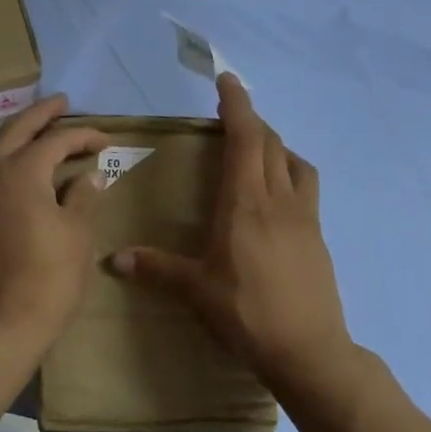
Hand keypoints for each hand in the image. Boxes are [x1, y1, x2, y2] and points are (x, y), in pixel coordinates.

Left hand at [0, 94, 107, 344]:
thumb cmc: (50, 276)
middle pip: (15, 130)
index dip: (83, 135)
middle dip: (41, 114)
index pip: (55, 140)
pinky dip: (14, 161)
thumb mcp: (78, 232)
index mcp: (19, 172)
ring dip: (24, 136)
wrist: (6, 322)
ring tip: (48, 130)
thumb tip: (88, 176)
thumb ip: (84, 195)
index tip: (106, 140)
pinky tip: (33, 169)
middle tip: (63, 102)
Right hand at [109, 74, 351, 387]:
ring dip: (276, 145)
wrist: (308, 350)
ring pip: (294, 163)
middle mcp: (279, 201)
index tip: (227, 80)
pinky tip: (275, 198)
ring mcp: (305, 218)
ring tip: (256, 152)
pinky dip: (289, 173)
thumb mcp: (196, 291)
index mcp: (245, 204)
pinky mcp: (317, 237)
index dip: (237, 105)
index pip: (245, 139)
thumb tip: (113, 259)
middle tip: (230, 116)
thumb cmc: (247, 314)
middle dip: (251, 121)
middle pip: (271, 143)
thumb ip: (155, 269)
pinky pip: (305, 188)